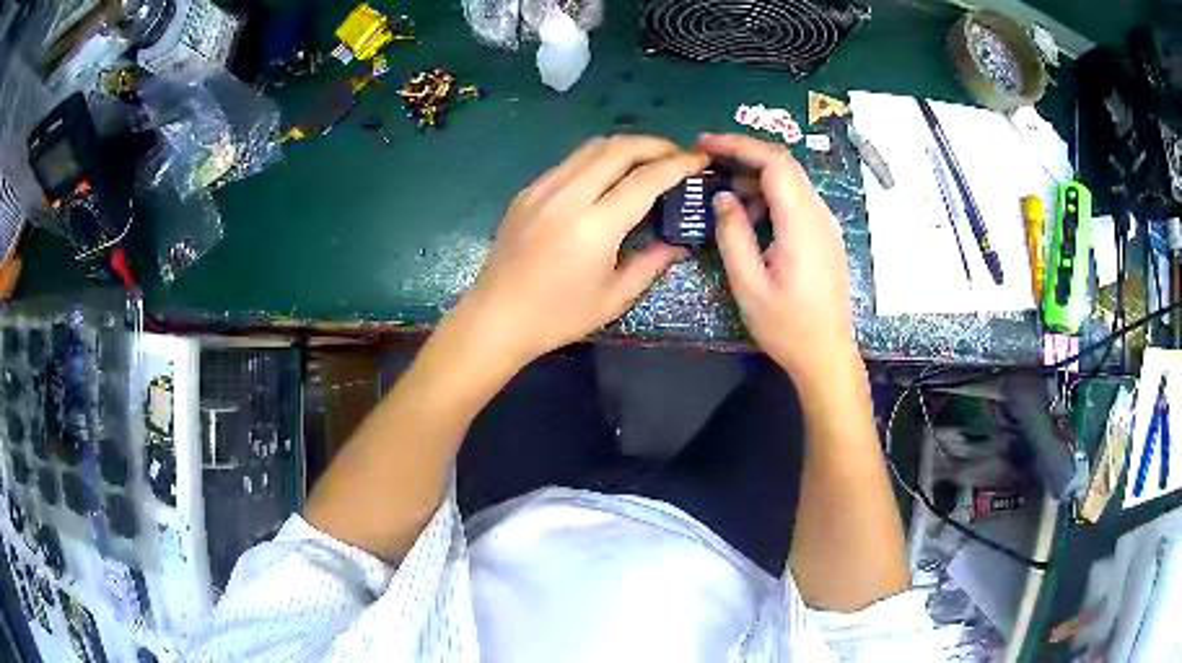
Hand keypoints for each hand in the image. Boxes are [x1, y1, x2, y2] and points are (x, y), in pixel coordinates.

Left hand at [457, 136, 708, 365]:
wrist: (496, 317)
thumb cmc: (558, 316)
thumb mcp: (615, 297)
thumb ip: (653, 262)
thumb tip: (679, 240)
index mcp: (594, 226)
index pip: (646, 179)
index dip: (678, 164)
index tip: (699, 160)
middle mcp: (568, 196)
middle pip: (619, 148)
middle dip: (655, 145)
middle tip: (677, 156)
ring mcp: (543, 189)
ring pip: (592, 147)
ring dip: (626, 147)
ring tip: (647, 161)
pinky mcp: (528, 191)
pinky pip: (570, 161)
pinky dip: (597, 159)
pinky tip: (607, 177)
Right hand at [699, 133, 856, 384]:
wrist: (827, 355)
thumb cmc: (787, 327)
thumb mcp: (748, 285)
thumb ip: (733, 235)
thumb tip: (722, 197)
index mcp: (801, 224)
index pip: (774, 163)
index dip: (739, 145)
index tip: (705, 144)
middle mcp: (819, 215)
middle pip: (785, 165)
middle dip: (745, 155)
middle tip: (708, 163)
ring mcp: (826, 225)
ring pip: (791, 181)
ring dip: (756, 178)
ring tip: (724, 195)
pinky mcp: (825, 236)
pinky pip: (797, 201)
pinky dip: (770, 196)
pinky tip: (751, 217)